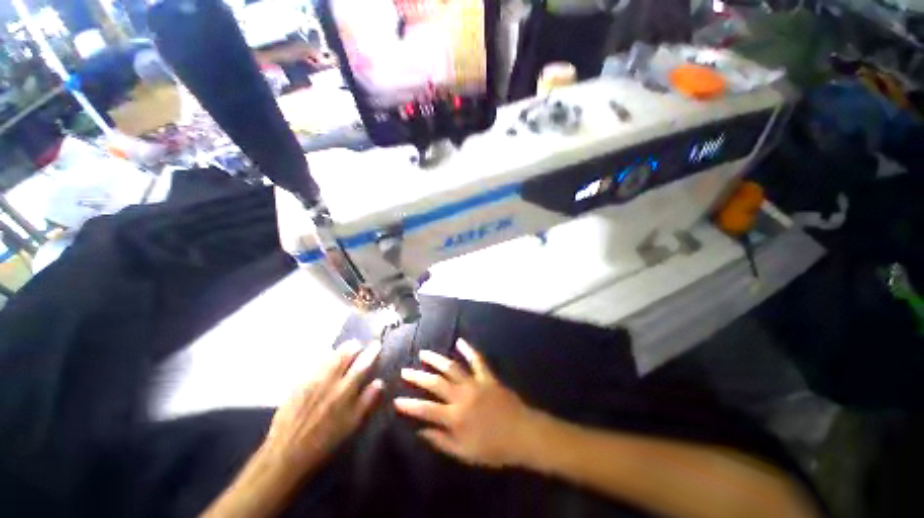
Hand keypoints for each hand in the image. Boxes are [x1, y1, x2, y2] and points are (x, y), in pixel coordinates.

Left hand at [263, 341, 382, 476]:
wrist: (286, 451)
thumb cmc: (324, 440)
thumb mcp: (351, 424)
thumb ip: (366, 401)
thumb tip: (379, 382)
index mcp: (345, 390)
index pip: (362, 364)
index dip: (371, 352)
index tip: (376, 344)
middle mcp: (329, 380)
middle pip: (344, 354)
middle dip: (354, 346)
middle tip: (359, 344)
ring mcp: (312, 379)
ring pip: (329, 356)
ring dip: (340, 350)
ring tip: (346, 347)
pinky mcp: (298, 383)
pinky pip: (315, 363)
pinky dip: (324, 357)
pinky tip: (326, 358)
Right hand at [394, 339, 538, 467]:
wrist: (522, 434)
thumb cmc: (494, 449)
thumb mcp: (465, 453)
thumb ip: (441, 441)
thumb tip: (421, 431)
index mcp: (455, 417)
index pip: (425, 409)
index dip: (410, 405)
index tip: (396, 399)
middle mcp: (461, 396)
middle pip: (435, 383)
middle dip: (418, 377)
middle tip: (405, 370)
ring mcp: (475, 383)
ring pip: (452, 367)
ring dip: (436, 359)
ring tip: (424, 353)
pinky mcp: (487, 376)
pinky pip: (477, 360)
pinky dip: (469, 349)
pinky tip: (460, 341)